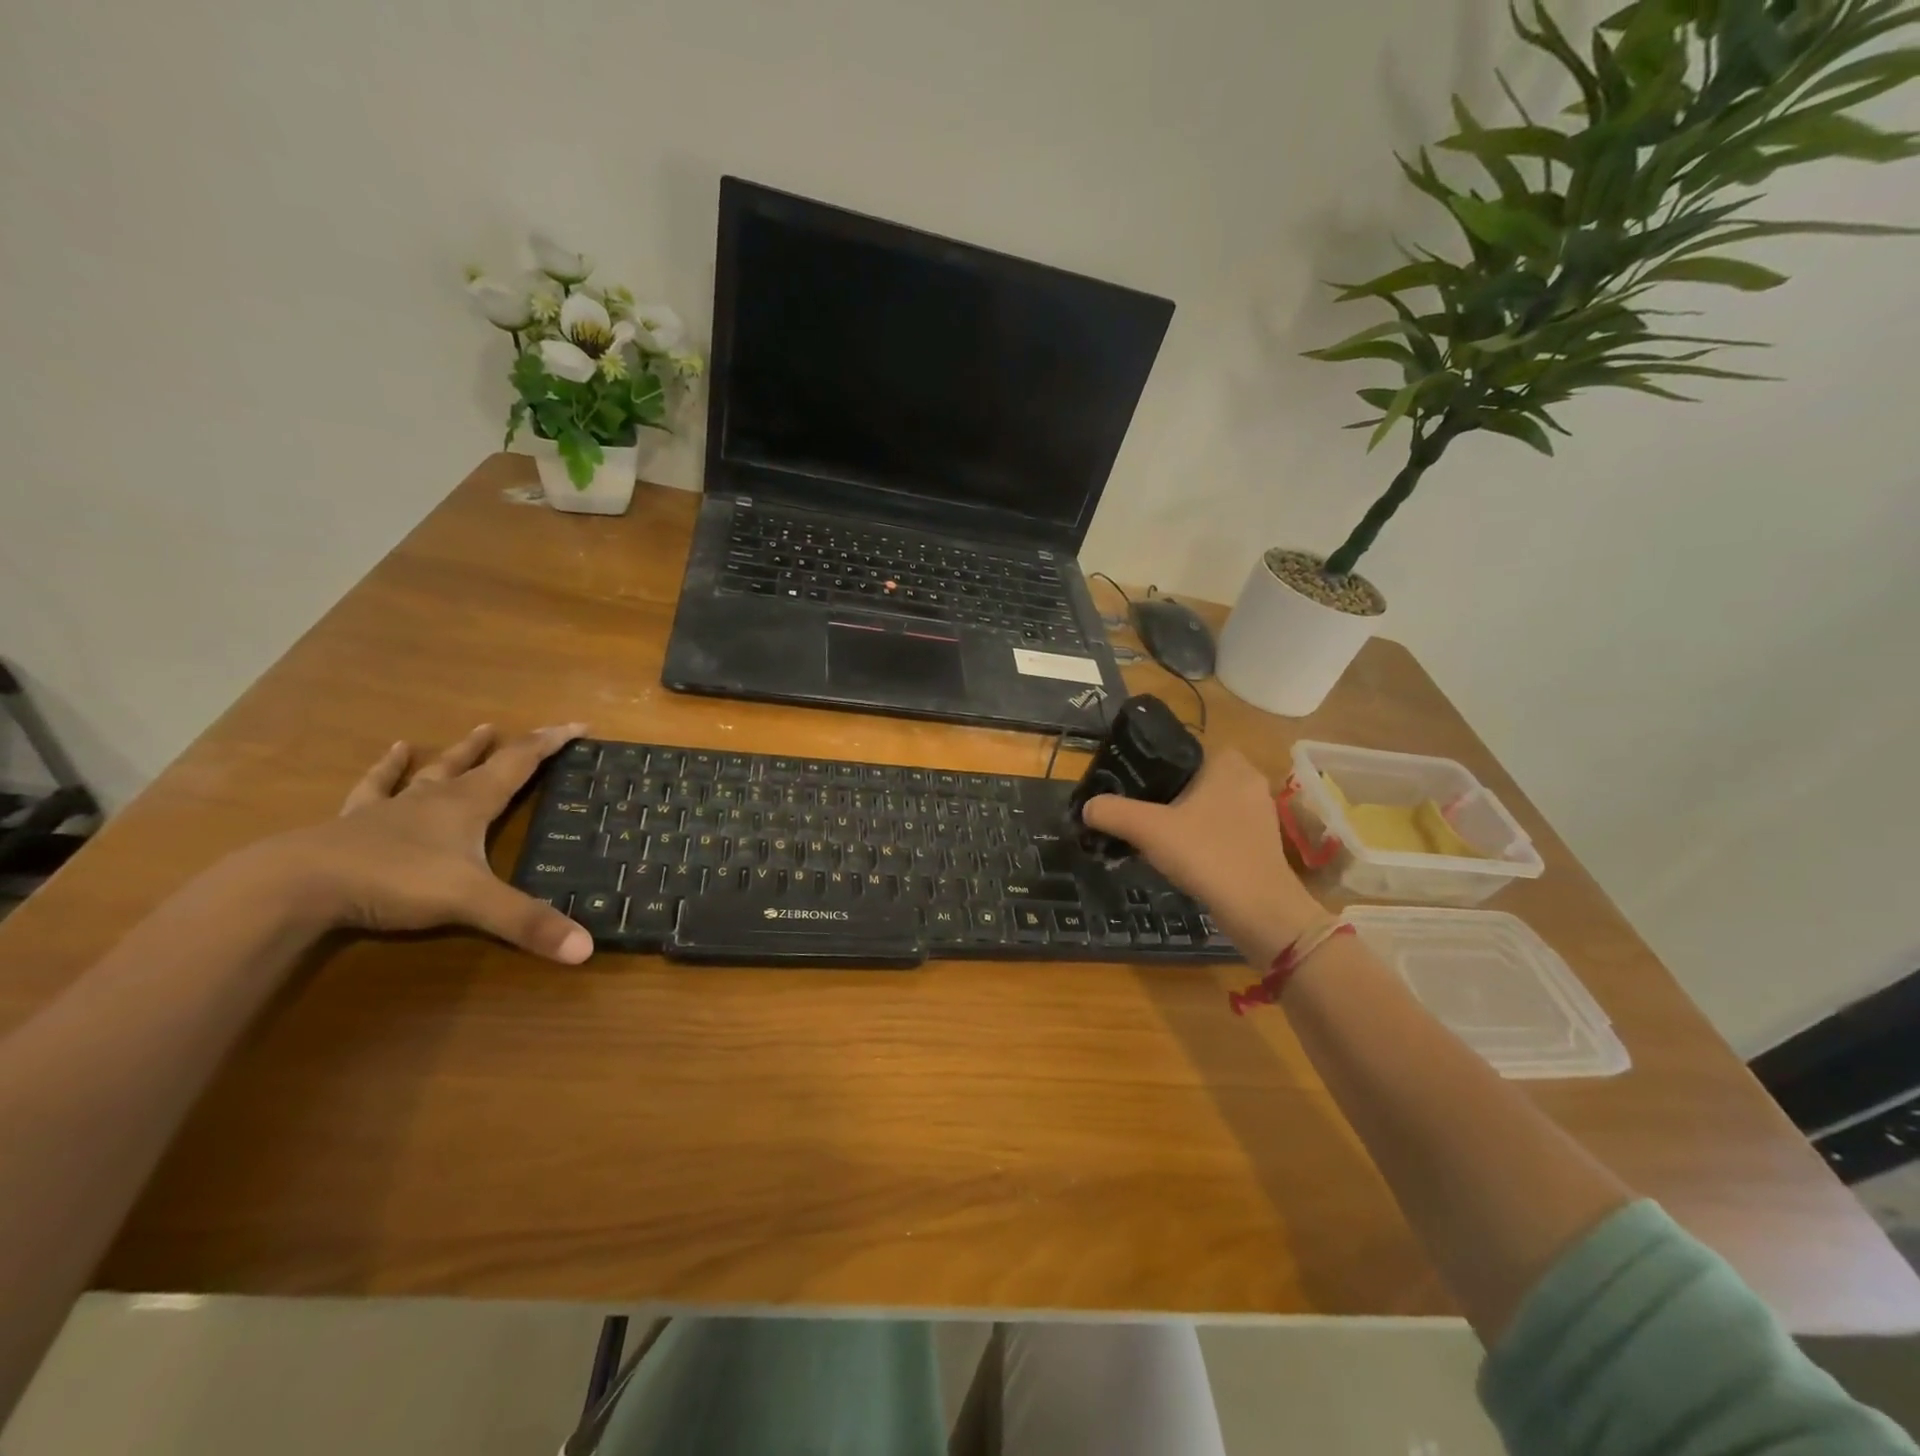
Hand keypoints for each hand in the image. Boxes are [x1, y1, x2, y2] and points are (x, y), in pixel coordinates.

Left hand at [262, 723, 593, 963]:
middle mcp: (436, 798)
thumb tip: (587, 949)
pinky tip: (393, 751)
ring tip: (477, 730)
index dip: (552, 743)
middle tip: (537, 732)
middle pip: (481, 763)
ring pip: (435, 771)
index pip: (521, 763)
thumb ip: (527, 923)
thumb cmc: (394, 881)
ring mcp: (393, 809)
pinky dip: (388, 769)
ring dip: (460, 752)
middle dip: (514, 747)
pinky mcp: (355, 824)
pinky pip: (376, 788)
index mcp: (469, 804)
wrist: (296, 885)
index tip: (580, 724)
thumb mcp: (471, 903)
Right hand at [1081, 747, 1325, 967]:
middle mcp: (1247, 778)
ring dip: (1179, 816)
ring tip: (1148, 833)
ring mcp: (1258, 810)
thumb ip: (1113, 812)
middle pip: (1189, 778)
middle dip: (1161, 793)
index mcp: (1226, 761)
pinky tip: (1178, 854)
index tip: (1124, 784)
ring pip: (1204, 803)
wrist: (1261, 910)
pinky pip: (1218, 826)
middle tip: (1132, 810)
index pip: (1178, 748)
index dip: (1148, 764)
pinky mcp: (1260, 839)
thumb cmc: (1208, 855)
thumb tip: (1088, 806)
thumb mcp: (1149, 830)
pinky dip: (1198, 835)